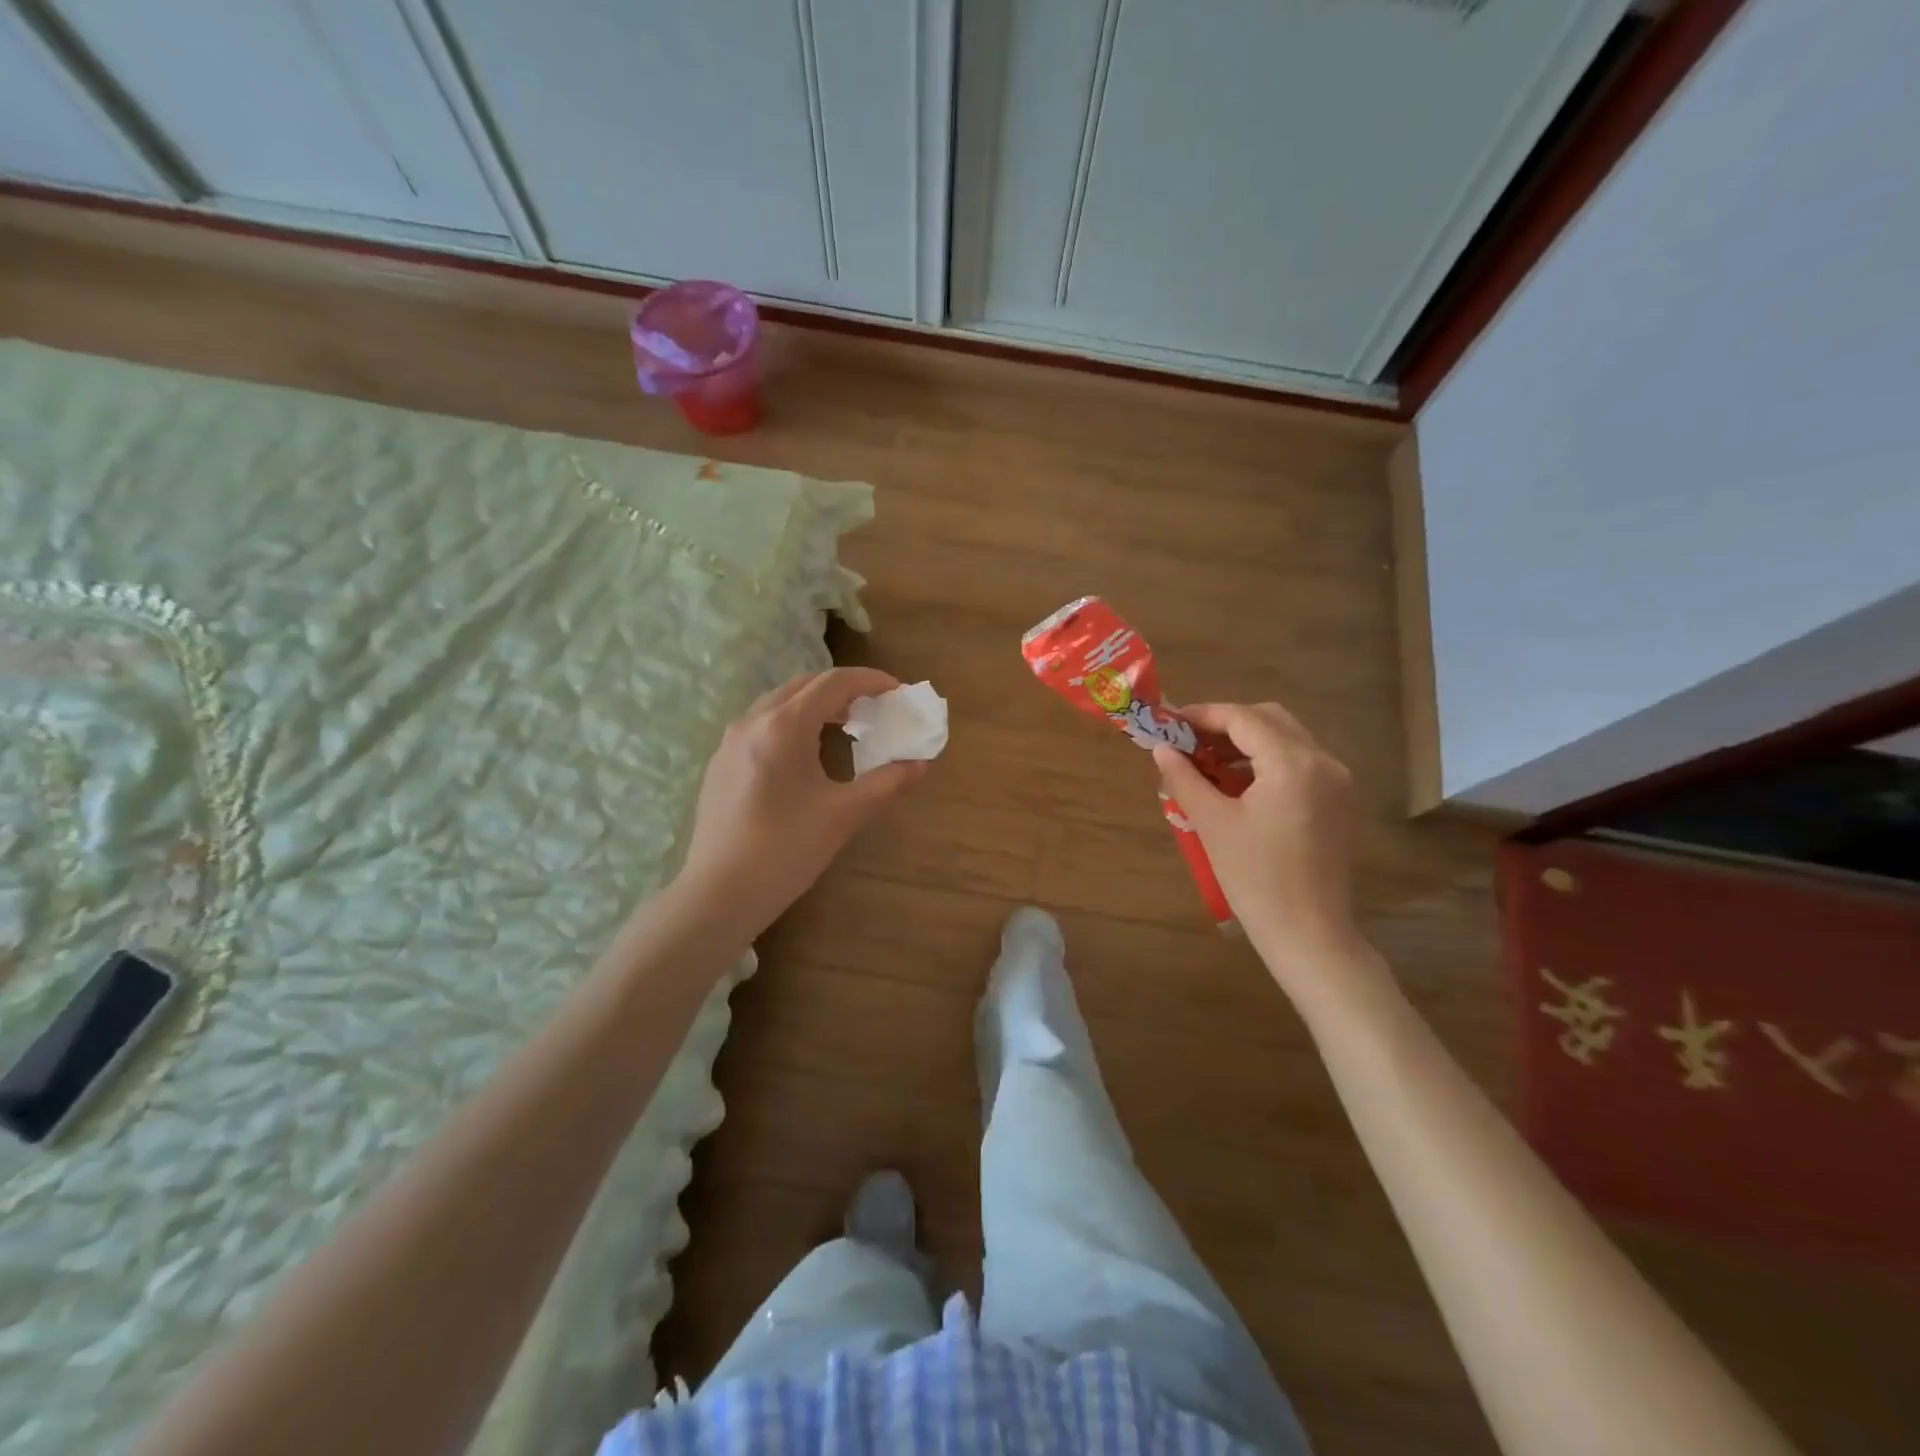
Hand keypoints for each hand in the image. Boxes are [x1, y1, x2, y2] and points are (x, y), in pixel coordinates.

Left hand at [674, 668, 927, 937]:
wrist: (719, 894)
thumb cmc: (786, 850)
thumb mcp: (844, 815)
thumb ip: (887, 783)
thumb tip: (921, 764)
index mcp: (783, 726)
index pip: (833, 682)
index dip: (871, 680)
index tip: (899, 692)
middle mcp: (752, 721)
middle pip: (805, 685)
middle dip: (845, 690)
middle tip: (877, 709)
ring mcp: (730, 741)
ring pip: (781, 703)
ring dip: (818, 705)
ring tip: (848, 728)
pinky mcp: (721, 763)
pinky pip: (763, 724)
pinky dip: (794, 723)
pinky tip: (809, 755)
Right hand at [1150, 702, 1359, 989]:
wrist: (1309, 934)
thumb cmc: (1255, 879)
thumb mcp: (1212, 824)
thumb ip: (1184, 778)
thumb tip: (1161, 749)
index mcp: (1293, 763)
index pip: (1243, 718)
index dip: (1202, 715)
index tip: (1169, 722)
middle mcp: (1323, 762)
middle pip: (1269, 720)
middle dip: (1226, 724)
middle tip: (1188, 742)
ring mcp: (1337, 782)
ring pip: (1286, 739)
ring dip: (1246, 742)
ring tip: (1207, 764)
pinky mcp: (1339, 802)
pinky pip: (1299, 763)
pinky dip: (1266, 762)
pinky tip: (1237, 785)